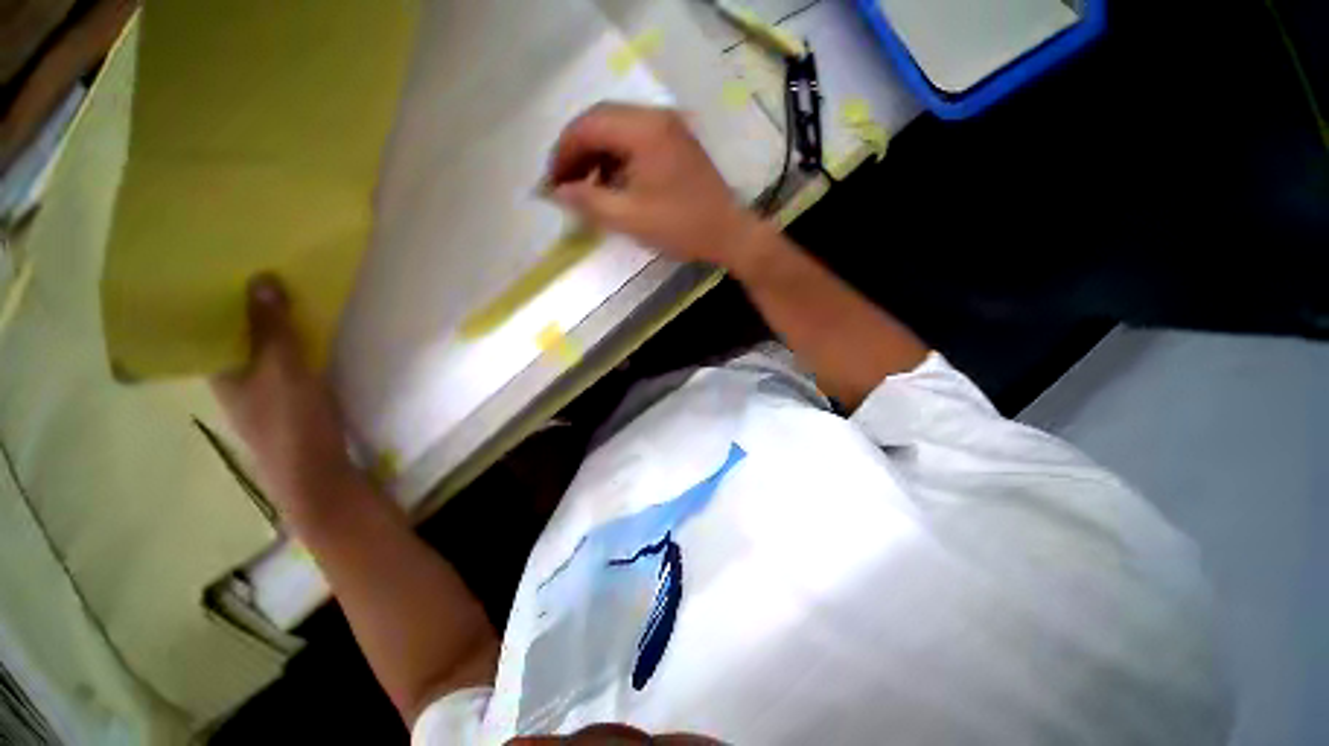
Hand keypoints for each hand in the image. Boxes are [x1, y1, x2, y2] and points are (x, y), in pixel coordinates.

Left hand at [212, 277, 359, 524]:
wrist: (317, 475)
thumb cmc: (292, 423)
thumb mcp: (283, 371)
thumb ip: (273, 329)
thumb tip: (259, 277)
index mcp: (221, 371)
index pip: (209, 326)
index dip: (218, 298)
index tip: (233, 266)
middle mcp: (235, 378)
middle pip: (236, 335)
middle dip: (249, 306)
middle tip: (268, 271)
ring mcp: (263, 391)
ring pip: (262, 349)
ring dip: (273, 324)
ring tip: (291, 295)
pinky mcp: (290, 400)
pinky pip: (285, 361)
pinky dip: (292, 344)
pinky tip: (309, 335)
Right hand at [546, 103, 764, 267]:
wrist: (728, 233)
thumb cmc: (681, 227)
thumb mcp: (630, 218)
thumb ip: (589, 202)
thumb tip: (557, 192)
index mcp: (644, 129)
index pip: (588, 125)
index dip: (563, 152)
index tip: (552, 182)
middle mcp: (656, 116)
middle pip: (601, 121)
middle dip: (577, 152)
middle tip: (565, 184)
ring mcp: (669, 127)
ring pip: (618, 130)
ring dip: (597, 155)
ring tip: (585, 187)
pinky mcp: (676, 142)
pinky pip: (636, 140)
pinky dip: (617, 158)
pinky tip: (613, 183)